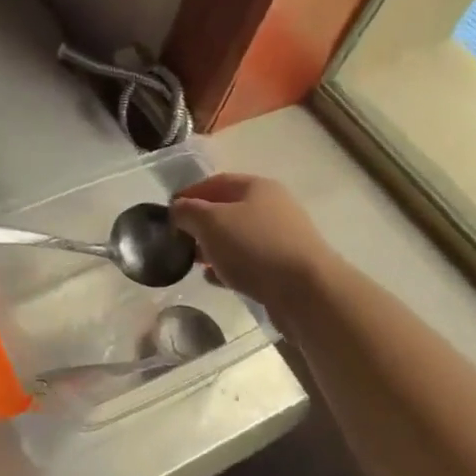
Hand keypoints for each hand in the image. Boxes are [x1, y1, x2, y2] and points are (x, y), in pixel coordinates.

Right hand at [169, 174, 334, 310]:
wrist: (308, 292)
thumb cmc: (255, 246)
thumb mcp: (211, 222)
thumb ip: (188, 212)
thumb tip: (177, 209)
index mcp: (257, 187)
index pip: (216, 182)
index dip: (190, 194)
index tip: (168, 212)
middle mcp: (273, 207)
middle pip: (228, 209)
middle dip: (201, 223)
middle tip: (179, 239)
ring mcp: (283, 238)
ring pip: (239, 237)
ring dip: (215, 247)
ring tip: (194, 261)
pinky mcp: (286, 268)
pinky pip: (250, 262)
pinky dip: (229, 267)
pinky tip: (214, 279)